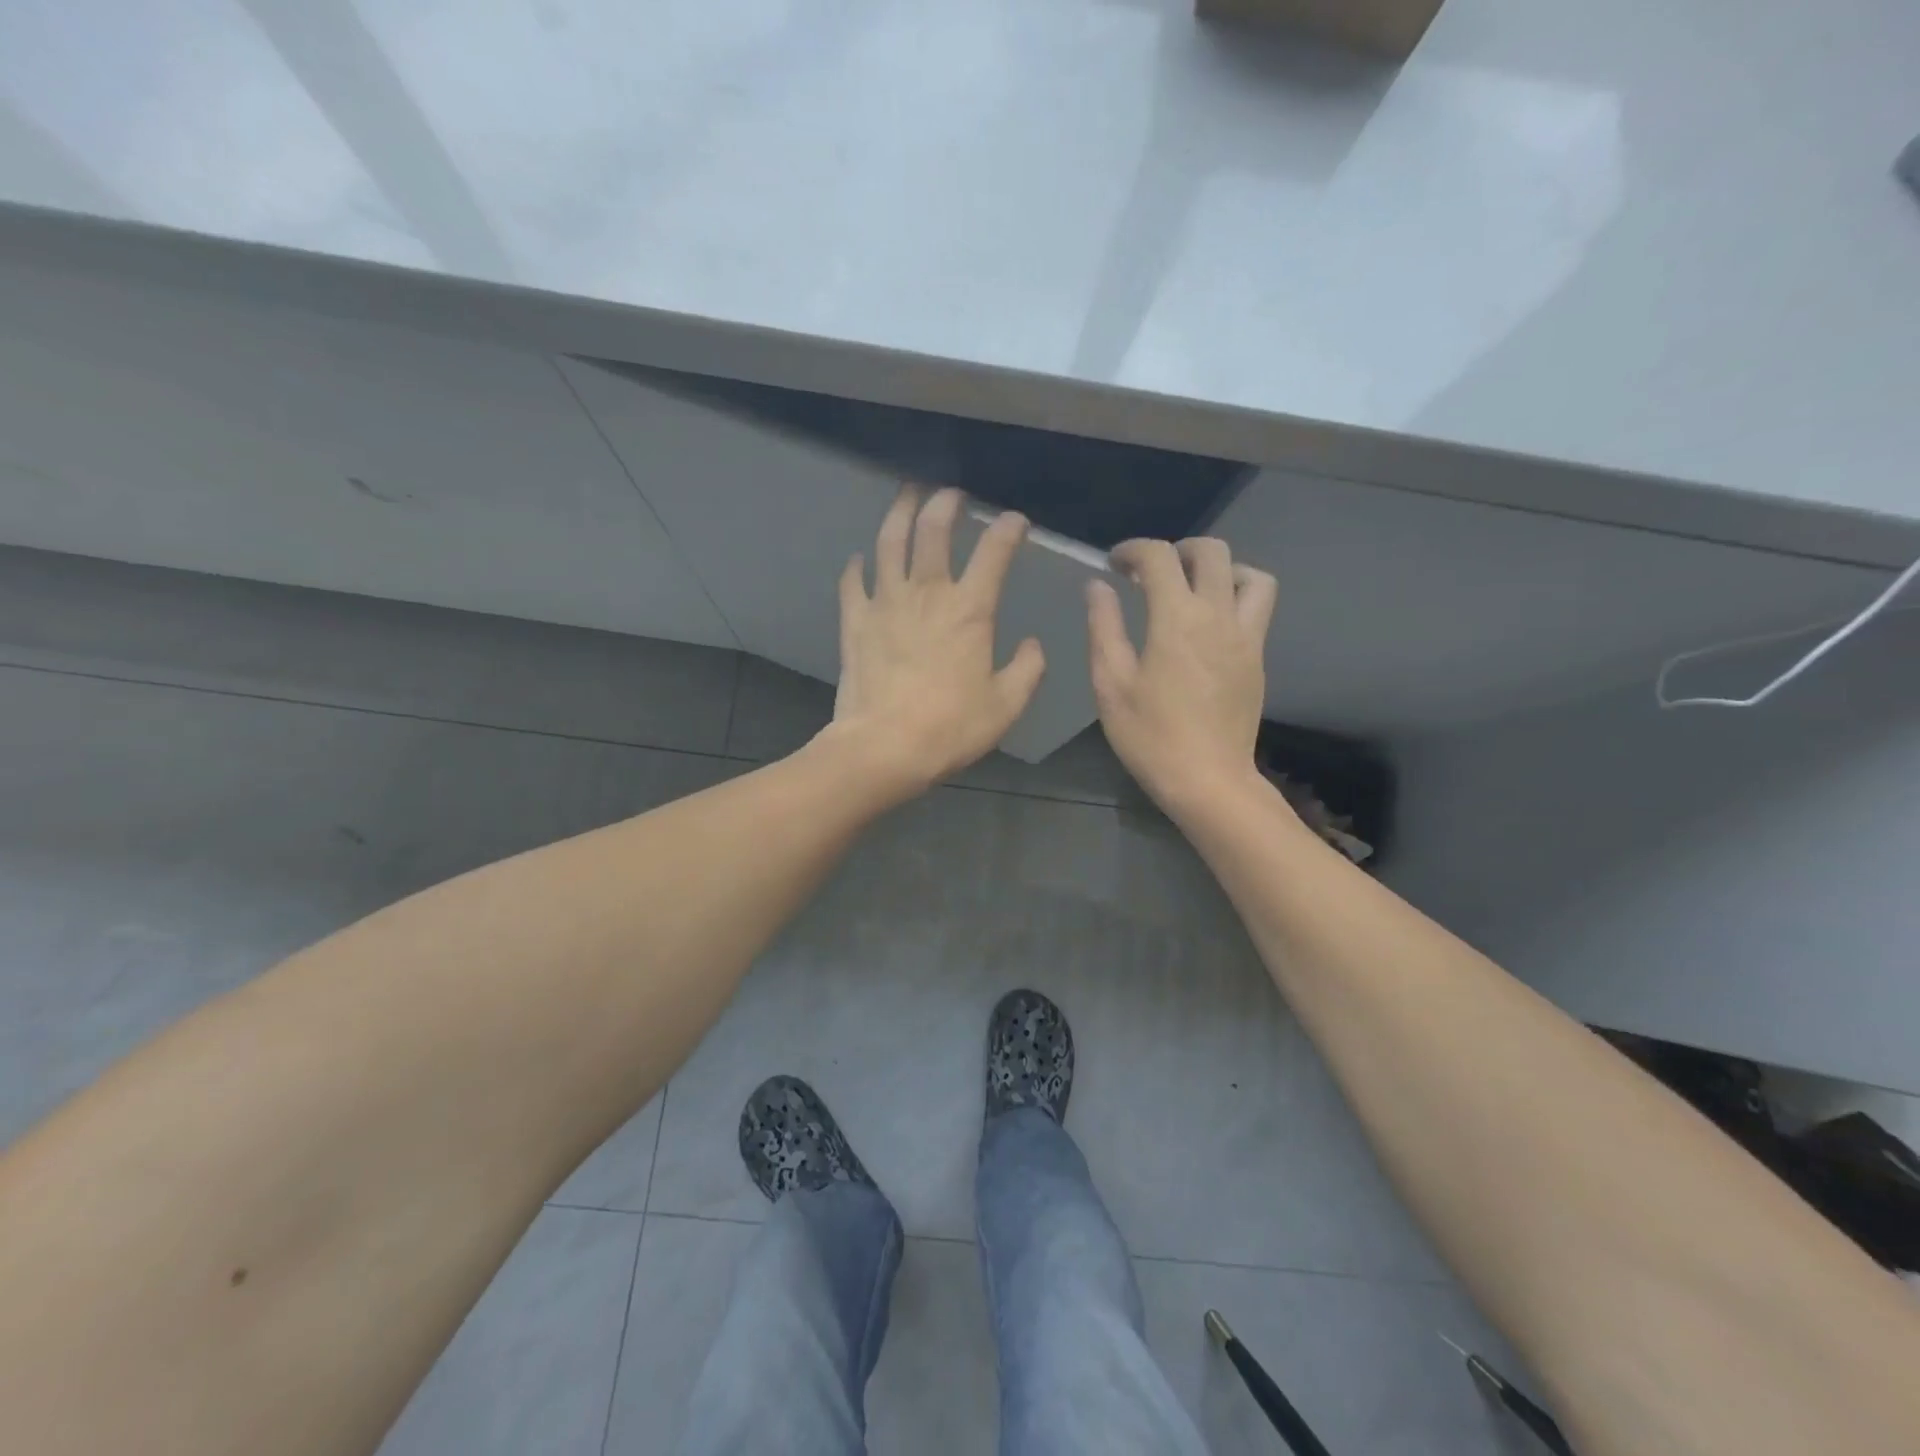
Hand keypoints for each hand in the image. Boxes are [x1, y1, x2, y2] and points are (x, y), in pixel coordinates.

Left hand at [825, 486, 1045, 797]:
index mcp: (970, 610)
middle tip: (952, 494)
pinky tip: (860, 559)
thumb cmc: (950, 727)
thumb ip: (1027, 669)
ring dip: (899, 513)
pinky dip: (857, 566)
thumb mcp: (1006, 705)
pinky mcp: (855, 622)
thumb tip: (1032, 645)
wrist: (884, 747)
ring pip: (889, 542)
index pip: (994, 553)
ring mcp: (885, 603)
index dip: (1007, 529)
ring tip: (907, 495)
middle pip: (933, 530)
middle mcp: (927, 593)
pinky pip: (853, 582)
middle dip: (945, 503)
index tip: (1015, 521)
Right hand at [1087, 537, 1277, 810]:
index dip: (1133, 550)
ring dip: (1220, 569)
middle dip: (1177, 550)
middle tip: (1151, 574)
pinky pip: (1258, 607)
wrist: (1208, 780)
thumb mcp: (1111, 684)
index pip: (1159, 557)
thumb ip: (1104, 627)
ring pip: (1250, 575)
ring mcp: (1246, 636)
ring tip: (1191, 590)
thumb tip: (1098, 586)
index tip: (1114, 564)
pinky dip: (1235, 596)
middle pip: (1212, 552)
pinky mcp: (1257, 658)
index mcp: (1176, 619)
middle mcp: (1218, 616)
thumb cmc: (1150, 736)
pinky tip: (1209, 624)